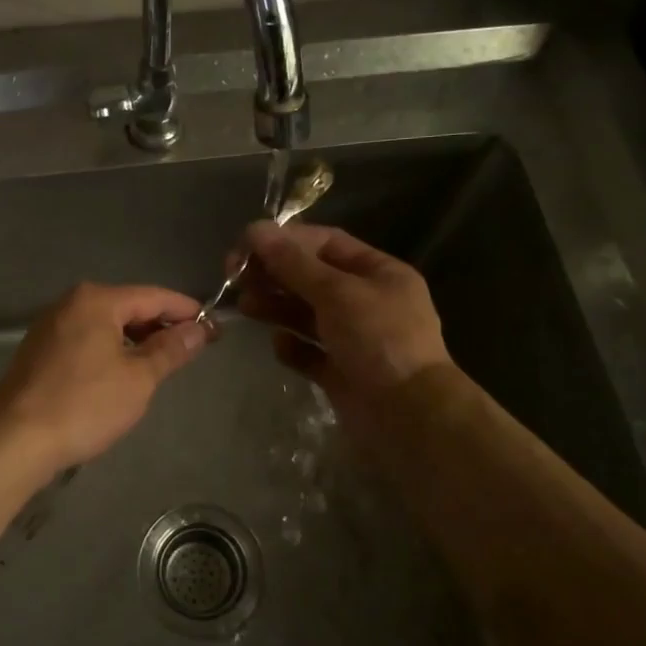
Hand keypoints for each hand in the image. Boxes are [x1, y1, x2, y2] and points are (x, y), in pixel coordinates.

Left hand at [0, 283, 208, 476]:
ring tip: (161, 362)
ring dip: (135, 340)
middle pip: (128, 306)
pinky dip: (110, 350)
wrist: (15, 440)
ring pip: (105, 325)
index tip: (214, 327)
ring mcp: (50, 326)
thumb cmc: (84, 405)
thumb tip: (199, 329)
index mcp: (96, 300)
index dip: (186, 310)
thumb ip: (170, 349)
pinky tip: (121, 373)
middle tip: (192, 348)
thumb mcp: (138, 379)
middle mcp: (70, 303)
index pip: (154, 296)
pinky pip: (86, 339)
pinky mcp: (39, 350)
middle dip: (160, 325)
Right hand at [236, 221, 451, 415]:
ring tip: (246, 306)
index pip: (326, 243)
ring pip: (306, 314)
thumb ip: (294, 264)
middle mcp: (367, 302)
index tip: (247, 245)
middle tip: (236, 277)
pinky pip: (309, 352)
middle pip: (312, 278)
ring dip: (276, 307)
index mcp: (379, 273)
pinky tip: (280, 344)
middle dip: (275, 274)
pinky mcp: (340, 372)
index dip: (286, 240)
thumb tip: (256, 230)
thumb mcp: (337, 293)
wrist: (408, 416)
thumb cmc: (379, 340)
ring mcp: (354, 339)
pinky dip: (292, 346)